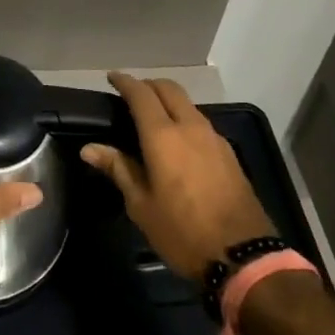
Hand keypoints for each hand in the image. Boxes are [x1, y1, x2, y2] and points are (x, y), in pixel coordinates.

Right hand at [80, 73, 276, 281]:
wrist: (244, 257)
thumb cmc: (182, 232)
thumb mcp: (141, 205)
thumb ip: (118, 169)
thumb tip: (90, 149)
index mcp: (164, 136)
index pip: (141, 94)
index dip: (125, 82)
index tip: (112, 77)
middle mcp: (191, 127)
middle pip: (169, 89)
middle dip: (149, 85)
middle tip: (132, 94)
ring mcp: (214, 139)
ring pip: (188, 104)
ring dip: (168, 101)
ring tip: (152, 117)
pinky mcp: (229, 154)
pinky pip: (201, 123)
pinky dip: (184, 118)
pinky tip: (177, 140)